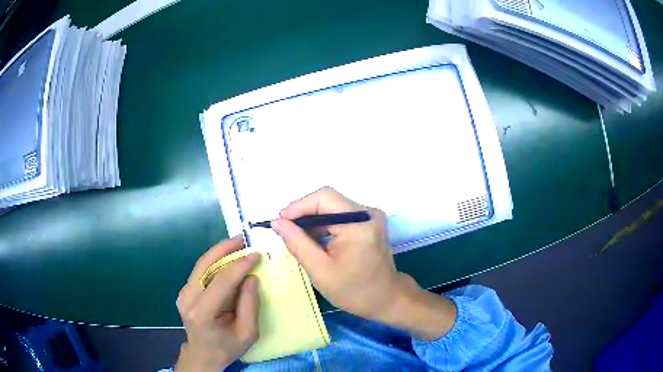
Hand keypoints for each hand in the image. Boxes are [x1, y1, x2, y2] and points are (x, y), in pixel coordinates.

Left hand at [175, 236, 260, 370]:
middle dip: (224, 248)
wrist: (202, 354)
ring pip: (201, 264)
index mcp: (203, 313)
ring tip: (237, 244)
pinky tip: (227, 259)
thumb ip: (250, 306)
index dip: (240, 265)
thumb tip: (251, 278)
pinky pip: (200, 271)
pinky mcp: (184, 291)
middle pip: (205, 265)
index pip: (222, 281)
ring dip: (219, 252)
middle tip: (243, 239)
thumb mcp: (248, 333)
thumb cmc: (227, 347)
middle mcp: (188, 299)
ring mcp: (183, 293)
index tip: (256, 255)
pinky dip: (214, 261)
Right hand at [272, 187, 456, 340]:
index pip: (324, 198)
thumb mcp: (320, 271)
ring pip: (332, 206)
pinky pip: (339, 215)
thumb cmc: (354, 291)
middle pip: (327, 200)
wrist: (386, 299)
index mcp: (359, 223)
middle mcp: (368, 213)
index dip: (298, 206)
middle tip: (287, 233)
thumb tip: (277, 222)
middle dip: (303, 214)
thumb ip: (297, 243)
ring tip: (301, 241)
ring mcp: (370, 216)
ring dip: (313, 220)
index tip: (279, 223)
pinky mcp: (368, 222)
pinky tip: (316, 242)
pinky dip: (324, 225)